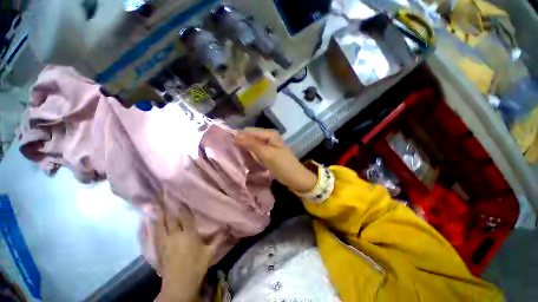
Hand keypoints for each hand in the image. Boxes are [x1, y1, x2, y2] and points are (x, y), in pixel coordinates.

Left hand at [154, 204, 221, 301]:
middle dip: (167, 204)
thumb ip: (218, 239)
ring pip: (161, 223)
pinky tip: (152, 217)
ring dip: (159, 211)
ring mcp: (165, 240)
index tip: (180, 195)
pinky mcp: (158, 247)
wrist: (178, 284)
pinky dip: (154, 223)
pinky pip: (156, 231)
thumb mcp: (210, 253)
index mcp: (189, 234)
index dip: (182, 206)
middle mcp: (175, 235)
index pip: (185, 216)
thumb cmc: (196, 266)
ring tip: (156, 200)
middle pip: (171, 217)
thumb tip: (228, 227)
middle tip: (164, 192)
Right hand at [235, 128, 316, 192]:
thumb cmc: (283, 166)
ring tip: (233, 153)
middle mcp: (268, 136)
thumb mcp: (267, 154)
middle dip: (241, 141)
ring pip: (252, 142)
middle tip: (229, 150)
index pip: (249, 131)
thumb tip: (236, 136)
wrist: (296, 178)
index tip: (226, 143)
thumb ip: (252, 144)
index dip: (238, 136)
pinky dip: (249, 151)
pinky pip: (256, 149)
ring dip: (244, 147)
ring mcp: (268, 144)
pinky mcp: (268, 152)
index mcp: (269, 134)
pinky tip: (243, 156)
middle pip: (250, 136)